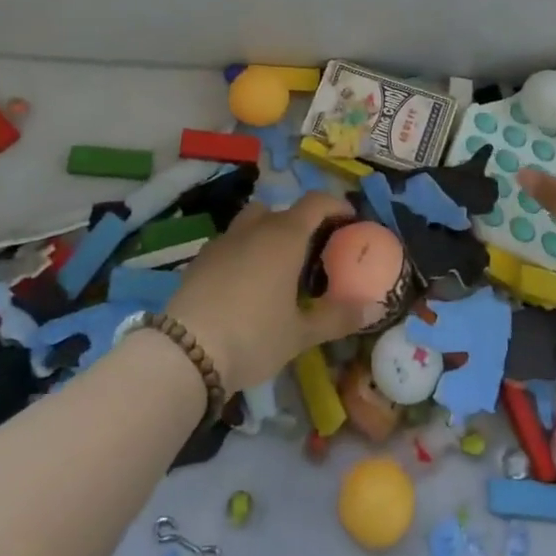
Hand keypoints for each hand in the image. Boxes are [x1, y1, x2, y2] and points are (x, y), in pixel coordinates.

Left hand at [166, 194, 358, 391]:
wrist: (185, 352)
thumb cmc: (253, 336)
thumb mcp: (300, 334)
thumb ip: (336, 317)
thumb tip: (370, 309)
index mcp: (284, 237)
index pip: (315, 203)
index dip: (335, 205)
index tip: (349, 220)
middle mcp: (254, 229)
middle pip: (282, 211)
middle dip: (300, 224)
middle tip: (313, 253)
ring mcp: (223, 241)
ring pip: (252, 222)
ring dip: (268, 234)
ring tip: (277, 268)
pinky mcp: (200, 259)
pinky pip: (231, 243)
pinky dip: (244, 252)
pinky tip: (246, 285)